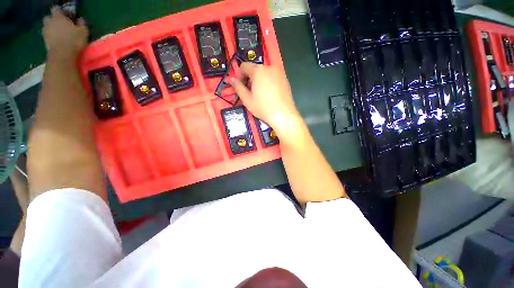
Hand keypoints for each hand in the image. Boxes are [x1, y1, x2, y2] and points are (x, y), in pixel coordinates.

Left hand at [42, 7, 87, 60]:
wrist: (63, 55)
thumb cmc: (74, 41)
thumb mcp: (83, 32)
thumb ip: (82, 24)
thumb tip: (80, 19)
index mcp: (58, 17)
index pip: (56, 9)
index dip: (60, 11)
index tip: (66, 15)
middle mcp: (50, 22)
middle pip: (48, 17)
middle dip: (52, 20)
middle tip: (60, 24)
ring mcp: (45, 32)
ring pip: (46, 27)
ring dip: (51, 28)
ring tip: (58, 33)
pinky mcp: (44, 41)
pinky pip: (46, 35)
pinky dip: (50, 36)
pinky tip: (56, 40)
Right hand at [230, 63, 301, 136]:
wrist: (284, 115)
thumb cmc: (263, 108)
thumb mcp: (247, 99)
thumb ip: (238, 87)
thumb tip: (231, 79)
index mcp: (258, 70)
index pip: (244, 66)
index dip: (239, 76)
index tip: (240, 87)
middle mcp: (269, 67)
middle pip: (255, 69)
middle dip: (249, 78)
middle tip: (250, 92)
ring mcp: (279, 73)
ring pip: (264, 73)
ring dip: (259, 80)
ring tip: (260, 94)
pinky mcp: (285, 79)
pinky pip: (272, 77)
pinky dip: (268, 82)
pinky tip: (269, 94)